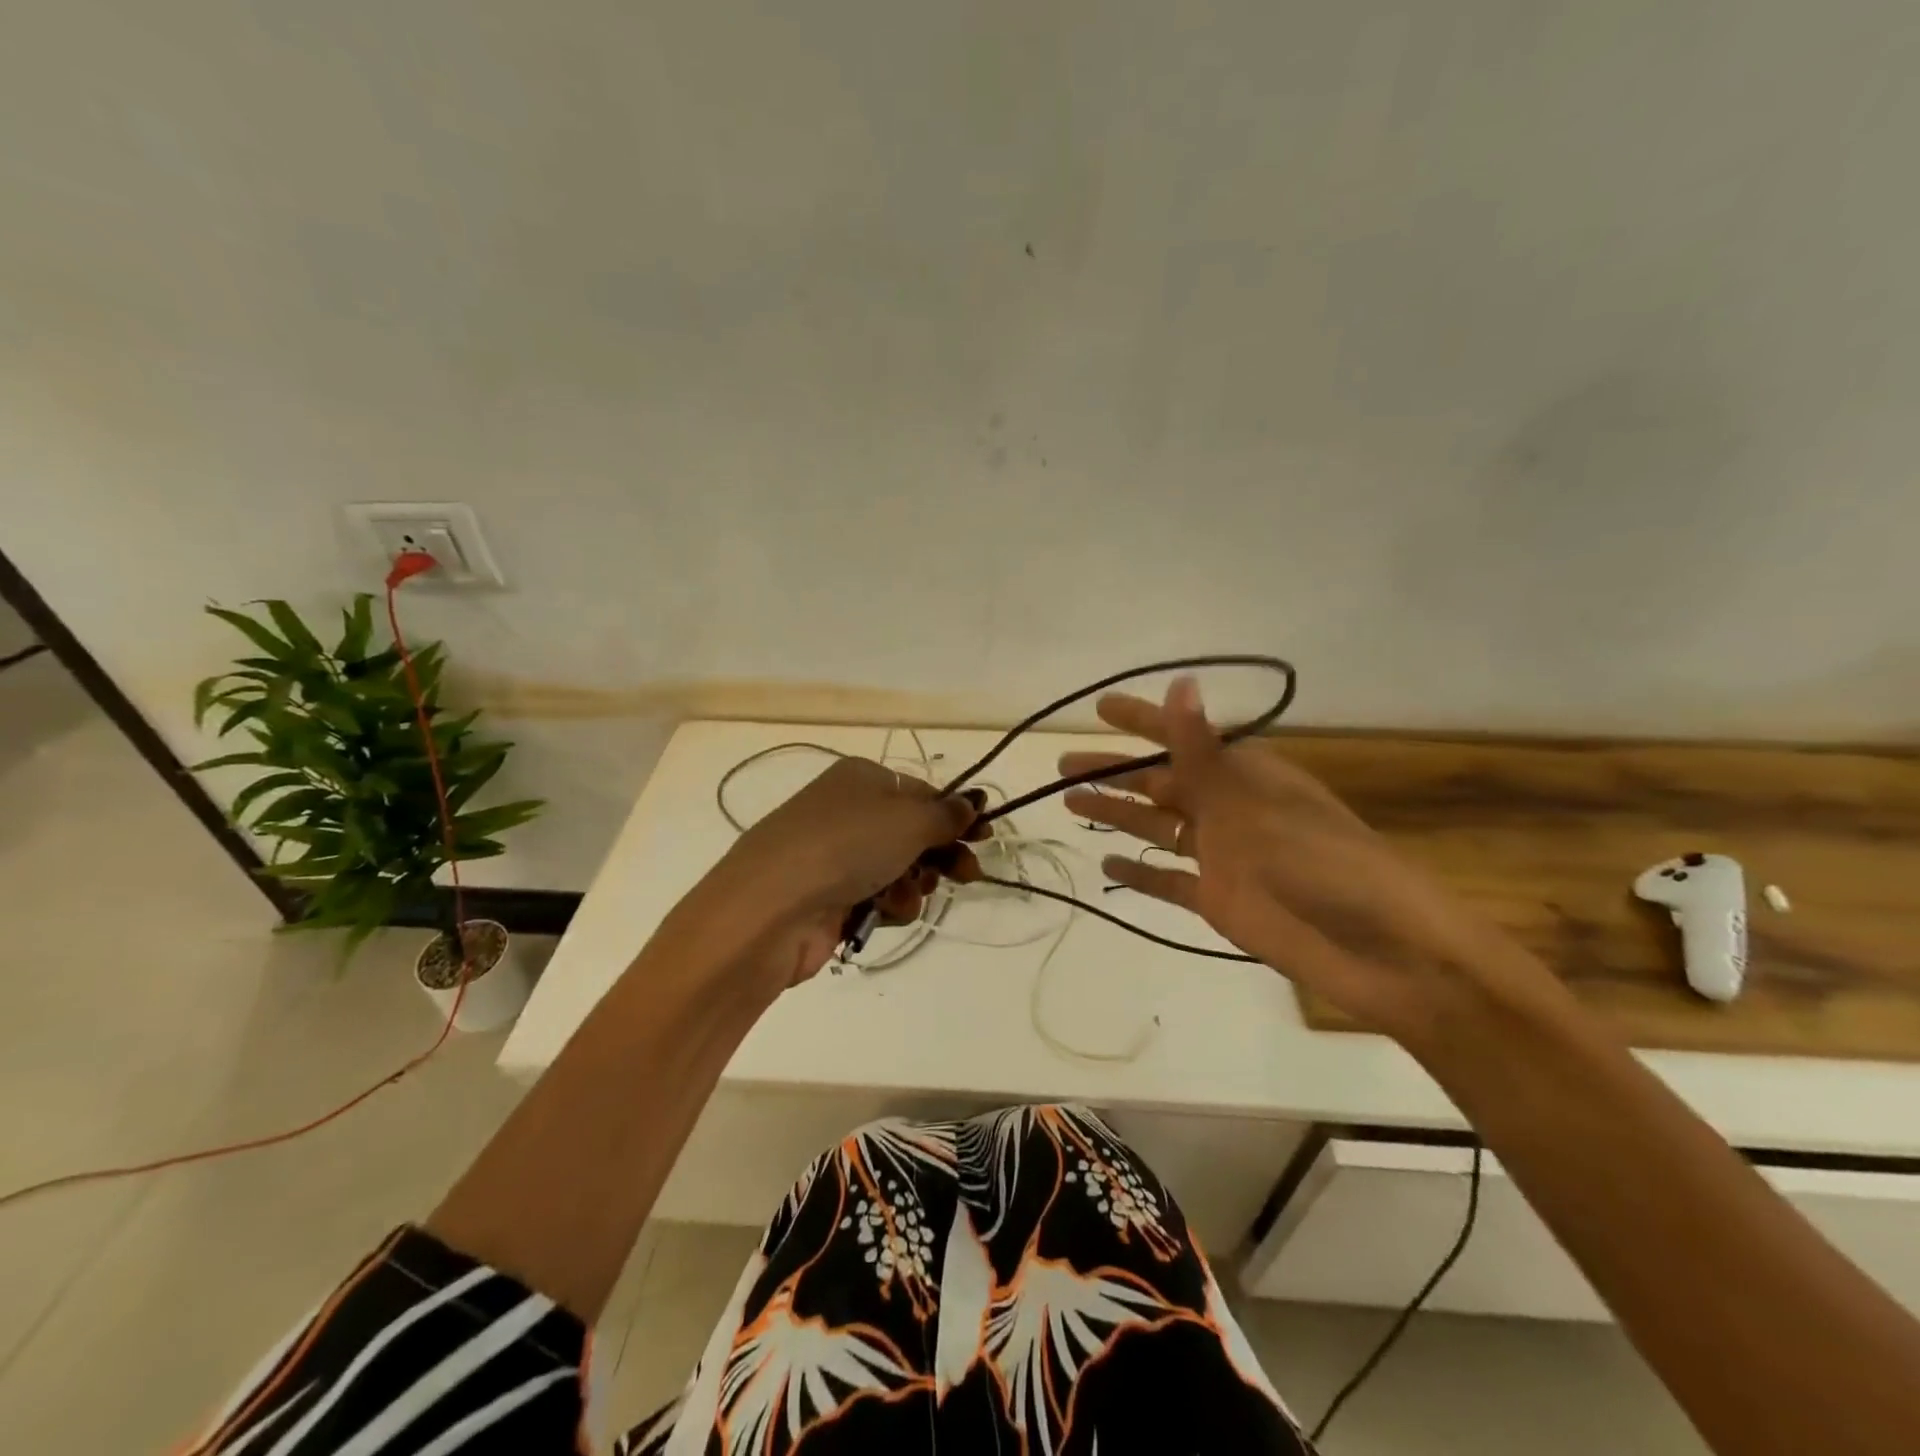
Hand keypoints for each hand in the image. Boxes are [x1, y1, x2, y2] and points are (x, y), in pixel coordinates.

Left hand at [703, 757, 982, 991]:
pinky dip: (888, 905)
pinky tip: (885, 911)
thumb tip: (974, 800)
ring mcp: (835, 856)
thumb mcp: (908, 820)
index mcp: (862, 779)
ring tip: (907, 894)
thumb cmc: (846, 846)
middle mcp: (847, 812)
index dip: (956, 815)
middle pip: (912, 833)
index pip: (922, 793)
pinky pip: (877, 898)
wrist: (771, 907)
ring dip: (914, 884)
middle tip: (968, 874)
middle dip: (942, 855)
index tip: (985, 837)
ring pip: (898, 869)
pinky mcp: (829, 898)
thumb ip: (947, 813)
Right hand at [1060, 678, 1553, 1047]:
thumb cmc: (1319, 862)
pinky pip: (1169, 881)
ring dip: (1117, 815)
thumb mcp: (1253, 802)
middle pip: (1159, 783)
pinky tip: (1107, 863)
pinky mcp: (1219, 900)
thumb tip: (1178, 684)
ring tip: (1069, 805)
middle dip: (1114, 772)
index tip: (1100, 709)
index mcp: (1244, 775)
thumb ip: (1204, 752)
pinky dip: (1140, 872)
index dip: (1140, 722)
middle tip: (1064, 767)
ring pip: (1157, 828)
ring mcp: (1222, 856)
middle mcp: (1228, 809)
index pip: (1181, 737)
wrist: (1381, 950)